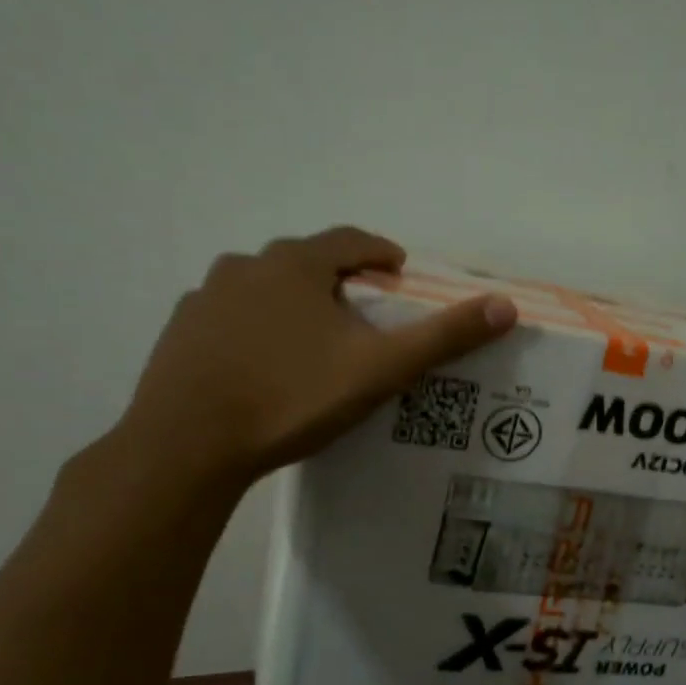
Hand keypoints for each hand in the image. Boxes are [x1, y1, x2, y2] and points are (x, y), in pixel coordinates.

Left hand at [117, 227, 516, 489]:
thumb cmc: (292, 397)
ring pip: (263, 287)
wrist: (188, 444)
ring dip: (293, 301)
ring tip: (313, 340)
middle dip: (337, 279)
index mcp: (295, 265)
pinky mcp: (180, 331)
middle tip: (361, 312)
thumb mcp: (380, 368)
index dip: (380, 252)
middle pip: (305, 261)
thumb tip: (505, 306)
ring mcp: (205, 297)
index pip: (349, 241)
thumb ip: (443, 336)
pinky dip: (255, 326)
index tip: (398, 271)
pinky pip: (230, 316)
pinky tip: (263, 363)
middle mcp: (246, 266)